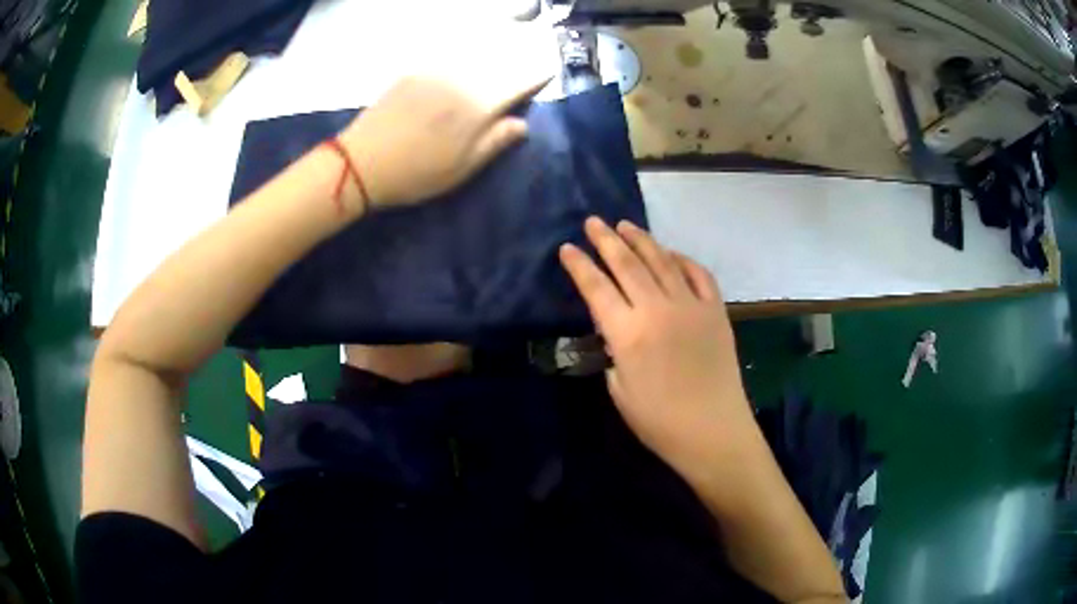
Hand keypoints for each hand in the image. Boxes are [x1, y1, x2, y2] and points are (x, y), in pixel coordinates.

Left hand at [339, 74, 549, 208]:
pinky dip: (464, 57)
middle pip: (498, 65)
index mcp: (477, 108)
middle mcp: (461, 82)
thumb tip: (522, 124)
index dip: (535, 78)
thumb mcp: (461, 169)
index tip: (548, 73)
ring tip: (502, 57)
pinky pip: (448, 57)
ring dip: (494, 56)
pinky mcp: (415, 72)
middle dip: (517, 63)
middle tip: (526, 65)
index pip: (517, 84)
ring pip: (475, 57)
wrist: (361, 162)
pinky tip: (467, 60)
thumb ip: (495, 142)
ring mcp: (436, 73)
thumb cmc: (415, 174)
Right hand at [559, 218, 761, 474]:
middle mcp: (657, 309)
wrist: (712, 430)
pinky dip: (682, 259)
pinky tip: (670, 253)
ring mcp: (690, 306)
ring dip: (641, 240)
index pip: (597, 288)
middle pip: (627, 264)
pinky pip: (698, 273)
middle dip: (606, 240)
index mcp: (628, 333)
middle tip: (593, 222)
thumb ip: (614, 351)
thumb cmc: (659, 421)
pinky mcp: (715, 310)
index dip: (580, 266)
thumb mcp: (619, 390)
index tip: (568, 248)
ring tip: (626, 226)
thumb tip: (617, 329)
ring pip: (661, 261)